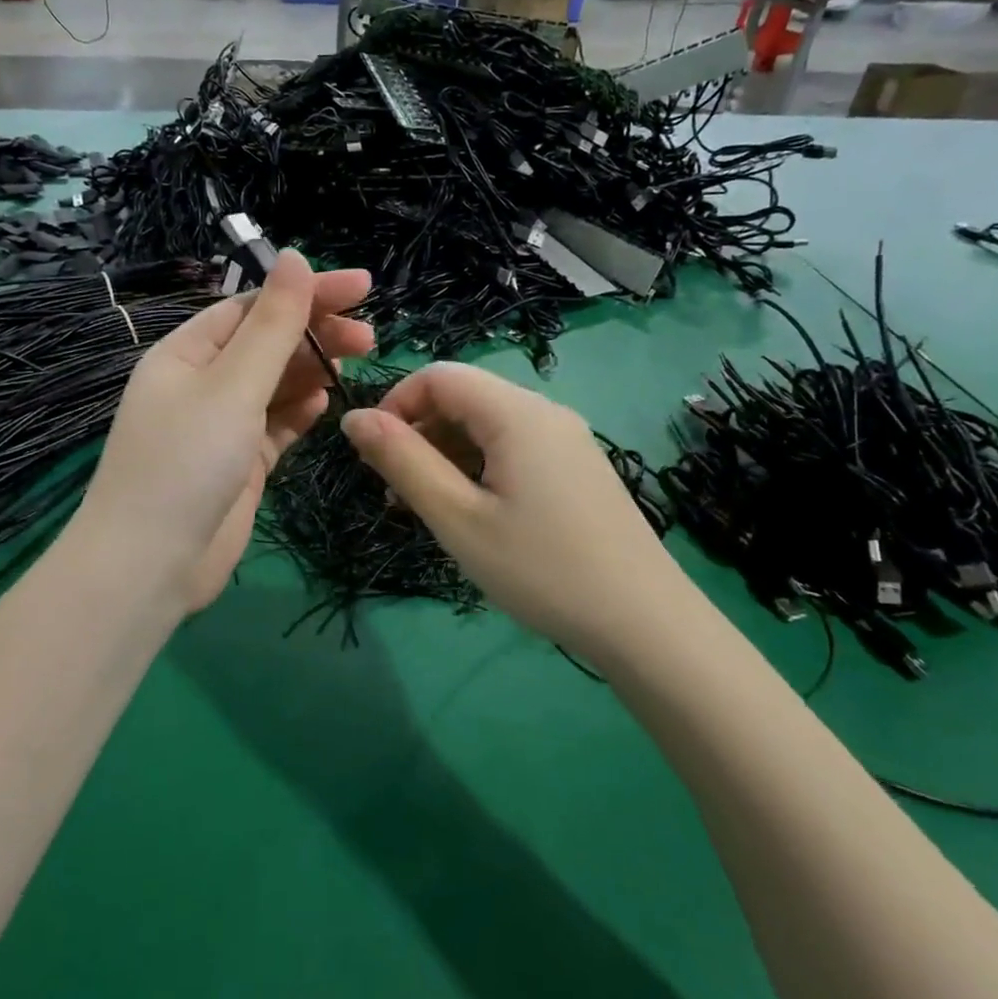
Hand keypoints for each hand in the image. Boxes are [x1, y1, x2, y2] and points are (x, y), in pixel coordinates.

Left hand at [77, 251, 372, 613]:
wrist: (152, 564)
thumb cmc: (186, 462)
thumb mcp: (232, 386)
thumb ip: (271, 326)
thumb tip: (293, 257)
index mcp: (187, 353)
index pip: (253, 307)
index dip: (306, 292)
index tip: (363, 286)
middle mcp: (201, 383)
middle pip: (267, 344)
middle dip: (315, 334)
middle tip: (369, 338)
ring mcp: (220, 426)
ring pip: (275, 385)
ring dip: (312, 372)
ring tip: (355, 366)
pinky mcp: (239, 464)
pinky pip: (275, 425)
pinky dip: (299, 412)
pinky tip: (324, 405)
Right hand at [340, 362, 681, 656]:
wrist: (643, 622)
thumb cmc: (540, 569)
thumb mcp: (457, 518)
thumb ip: (402, 461)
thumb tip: (353, 418)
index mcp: (516, 413)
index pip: (439, 376)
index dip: (396, 405)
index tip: (375, 458)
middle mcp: (545, 412)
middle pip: (464, 398)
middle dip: (419, 435)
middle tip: (398, 495)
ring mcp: (567, 441)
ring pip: (487, 427)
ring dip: (446, 456)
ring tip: (429, 511)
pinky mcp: (577, 469)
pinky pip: (513, 450)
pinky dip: (478, 469)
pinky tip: (473, 515)